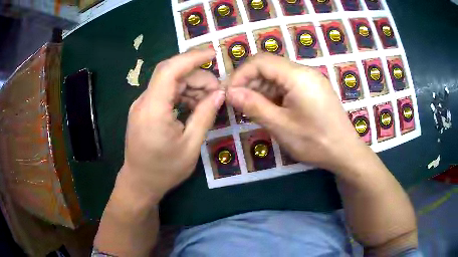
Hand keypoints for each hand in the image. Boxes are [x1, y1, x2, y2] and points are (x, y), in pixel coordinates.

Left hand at [120, 49, 224, 202]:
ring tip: (207, 102)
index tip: (213, 54)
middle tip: (217, 92)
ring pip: (169, 82)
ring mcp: (142, 105)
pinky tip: (193, 106)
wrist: (140, 183)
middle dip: (197, 76)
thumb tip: (220, 93)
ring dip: (190, 86)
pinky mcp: (144, 110)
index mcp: (153, 110)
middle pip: (171, 73)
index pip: (171, 70)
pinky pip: (164, 93)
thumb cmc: (165, 170)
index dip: (192, 57)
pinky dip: (181, 94)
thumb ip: (205, 115)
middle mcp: (143, 101)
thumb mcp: (191, 146)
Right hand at [226, 53, 366, 172]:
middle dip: (249, 82)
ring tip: (251, 109)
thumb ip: (253, 106)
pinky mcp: (313, 89)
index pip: (260, 61)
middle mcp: (304, 71)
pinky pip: (287, 84)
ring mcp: (310, 80)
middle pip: (268, 66)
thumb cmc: (315, 141)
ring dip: (261, 89)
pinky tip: (269, 109)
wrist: (345, 152)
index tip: (229, 93)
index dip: (240, 74)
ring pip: (277, 76)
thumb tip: (229, 93)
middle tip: (237, 104)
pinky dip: (274, 94)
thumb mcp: (281, 125)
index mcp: (297, 75)